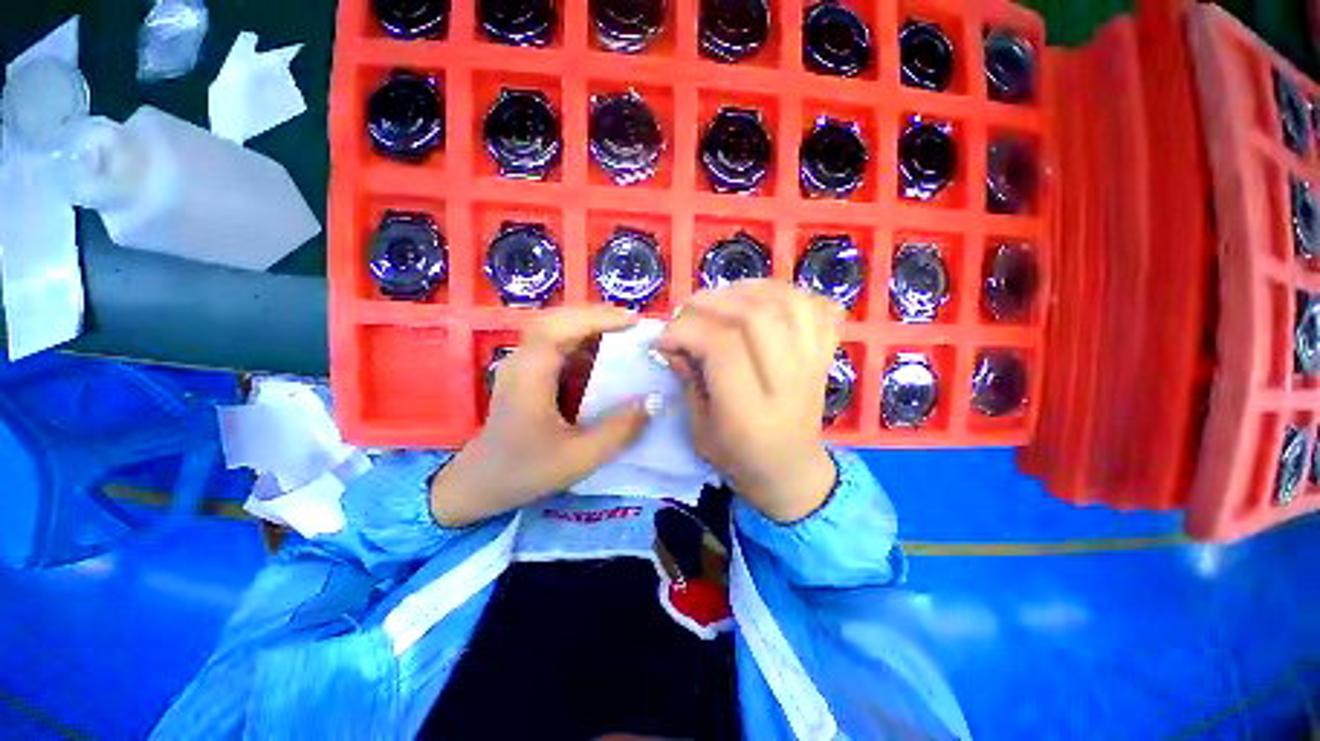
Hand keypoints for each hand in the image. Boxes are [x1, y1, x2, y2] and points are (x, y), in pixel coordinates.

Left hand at [430, 306, 651, 526]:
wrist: (481, 482)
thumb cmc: (527, 471)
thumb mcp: (580, 458)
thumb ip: (619, 430)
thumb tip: (654, 400)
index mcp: (530, 377)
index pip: (558, 329)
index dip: (596, 318)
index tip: (633, 321)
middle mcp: (522, 361)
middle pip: (557, 319)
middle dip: (596, 315)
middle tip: (633, 324)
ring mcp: (523, 363)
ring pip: (556, 327)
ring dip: (590, 325)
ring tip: (624, 333)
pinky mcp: (528, 371)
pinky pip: (556, 343)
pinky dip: (583, 340)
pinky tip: (603, 354)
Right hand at [656, 280, 844, 522]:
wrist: (791, 470)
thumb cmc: (739, 458)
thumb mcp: (699, 430)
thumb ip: (687, 381)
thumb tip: (670, 342)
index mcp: (751, 411)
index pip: (723, 346)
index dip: (686, 331)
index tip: (663, 339)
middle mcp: (788, 381)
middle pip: (755, 316)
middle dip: (710, 303)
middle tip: (686, 313)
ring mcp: (813, 363)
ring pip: (786, 302)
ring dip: (745, 290)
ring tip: (720, 301)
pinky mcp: (825, 354)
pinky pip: (816, 305)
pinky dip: (788, 292)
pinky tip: (762, 301)